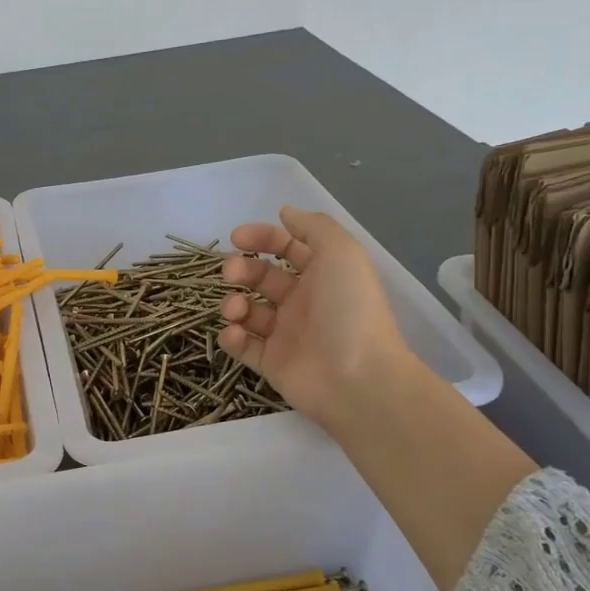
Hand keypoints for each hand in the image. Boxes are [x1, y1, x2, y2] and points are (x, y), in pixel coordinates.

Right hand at [221, 206, 412, 432]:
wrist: (357, 378)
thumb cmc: (350, 310)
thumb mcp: (342, 253)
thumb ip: (314, 227)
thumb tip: (286, 212)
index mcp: (321, 275)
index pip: (286, 248)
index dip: (262, 238)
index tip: (237, 238)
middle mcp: (302, 302)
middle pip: (261, 277)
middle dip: (241, 270)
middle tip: (231, 274)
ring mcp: (285, 334)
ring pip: (248, 311)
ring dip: (233, 304)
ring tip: (236, 311)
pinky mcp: (271, 363)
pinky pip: (243, 346)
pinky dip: (232, 337)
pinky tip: (234, 333)